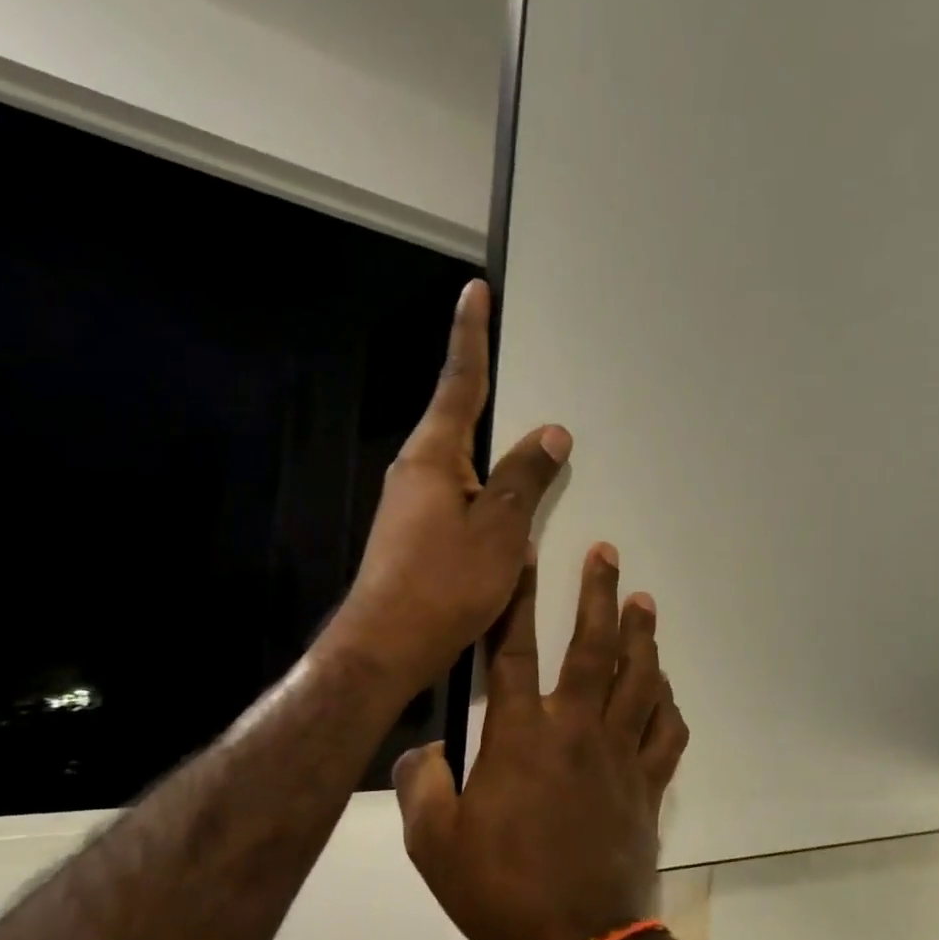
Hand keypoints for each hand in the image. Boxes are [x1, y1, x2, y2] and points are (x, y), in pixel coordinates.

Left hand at [326, 281, 571, 695]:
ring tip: (533, 449)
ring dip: (496, 454)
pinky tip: (515, 510)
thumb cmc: (443, 584)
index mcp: (433, 457)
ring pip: (466, 464)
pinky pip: (464, 496)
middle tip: (518, 367)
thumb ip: (525, 478)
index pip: (459, 383)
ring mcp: (414, 505)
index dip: (471, 336)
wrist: (387, 647)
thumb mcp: (498, 529)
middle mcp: (418, 471)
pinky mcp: (420, 534)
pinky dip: (491, 492)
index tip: (474, 291)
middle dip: (488, 393)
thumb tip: (551, 432)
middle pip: (461, 420)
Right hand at [393, 545, 690, 939]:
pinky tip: (664, 688)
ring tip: (645, 602)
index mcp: (522, 735)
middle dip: (600, 595)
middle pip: (593, 648)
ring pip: (639, 679)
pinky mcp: (648, 784)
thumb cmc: (502, 889)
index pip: (517, 651)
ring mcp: (619, 754)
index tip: (530, 556)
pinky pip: (666, 731)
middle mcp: (576, 729)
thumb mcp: (433, 843)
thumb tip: (420, 753)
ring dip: (643, 636)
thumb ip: (420, 787)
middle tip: (608, 554)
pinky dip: (668, 703)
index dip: (520, 600)